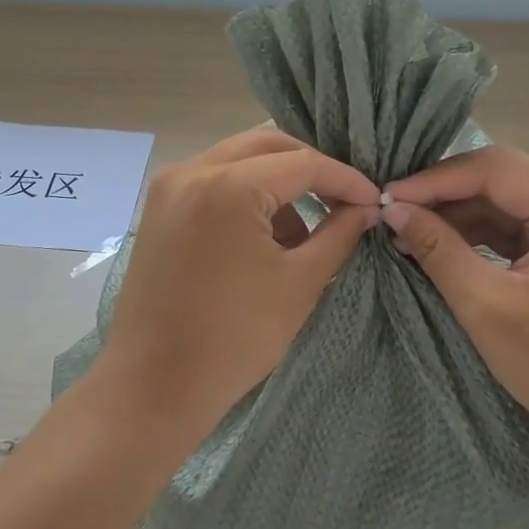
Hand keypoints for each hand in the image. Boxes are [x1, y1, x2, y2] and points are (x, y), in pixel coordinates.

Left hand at [102, 127, 380, 430]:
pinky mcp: (158, 209)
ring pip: (237, 158)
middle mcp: (192, 170)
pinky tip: (263, 237)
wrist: (155, 384)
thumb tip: (366, 208)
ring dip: (276, 181)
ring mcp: (169, 187)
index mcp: (228, 186)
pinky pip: (212, 180)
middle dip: (310, 168)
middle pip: (267, 144)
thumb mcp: (300, 283)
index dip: (345, 179)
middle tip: (342, 201)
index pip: (303, 163)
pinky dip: (244, 194)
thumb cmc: (234, 339)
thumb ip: (339, 234)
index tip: (374, 200)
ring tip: (302, 232)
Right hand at [382, 145, 528, 470]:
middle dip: (444, 190)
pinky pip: (512, 227)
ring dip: (456, 212)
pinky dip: (474, 233)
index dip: (436, 178)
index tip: (387, 196)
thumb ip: (439, 250)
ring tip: (407, 229)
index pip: (496, 169)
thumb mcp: (487, 308)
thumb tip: (393, 210)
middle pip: (501, 177)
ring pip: (504, 201)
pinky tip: (438, 244)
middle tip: (394, 208)